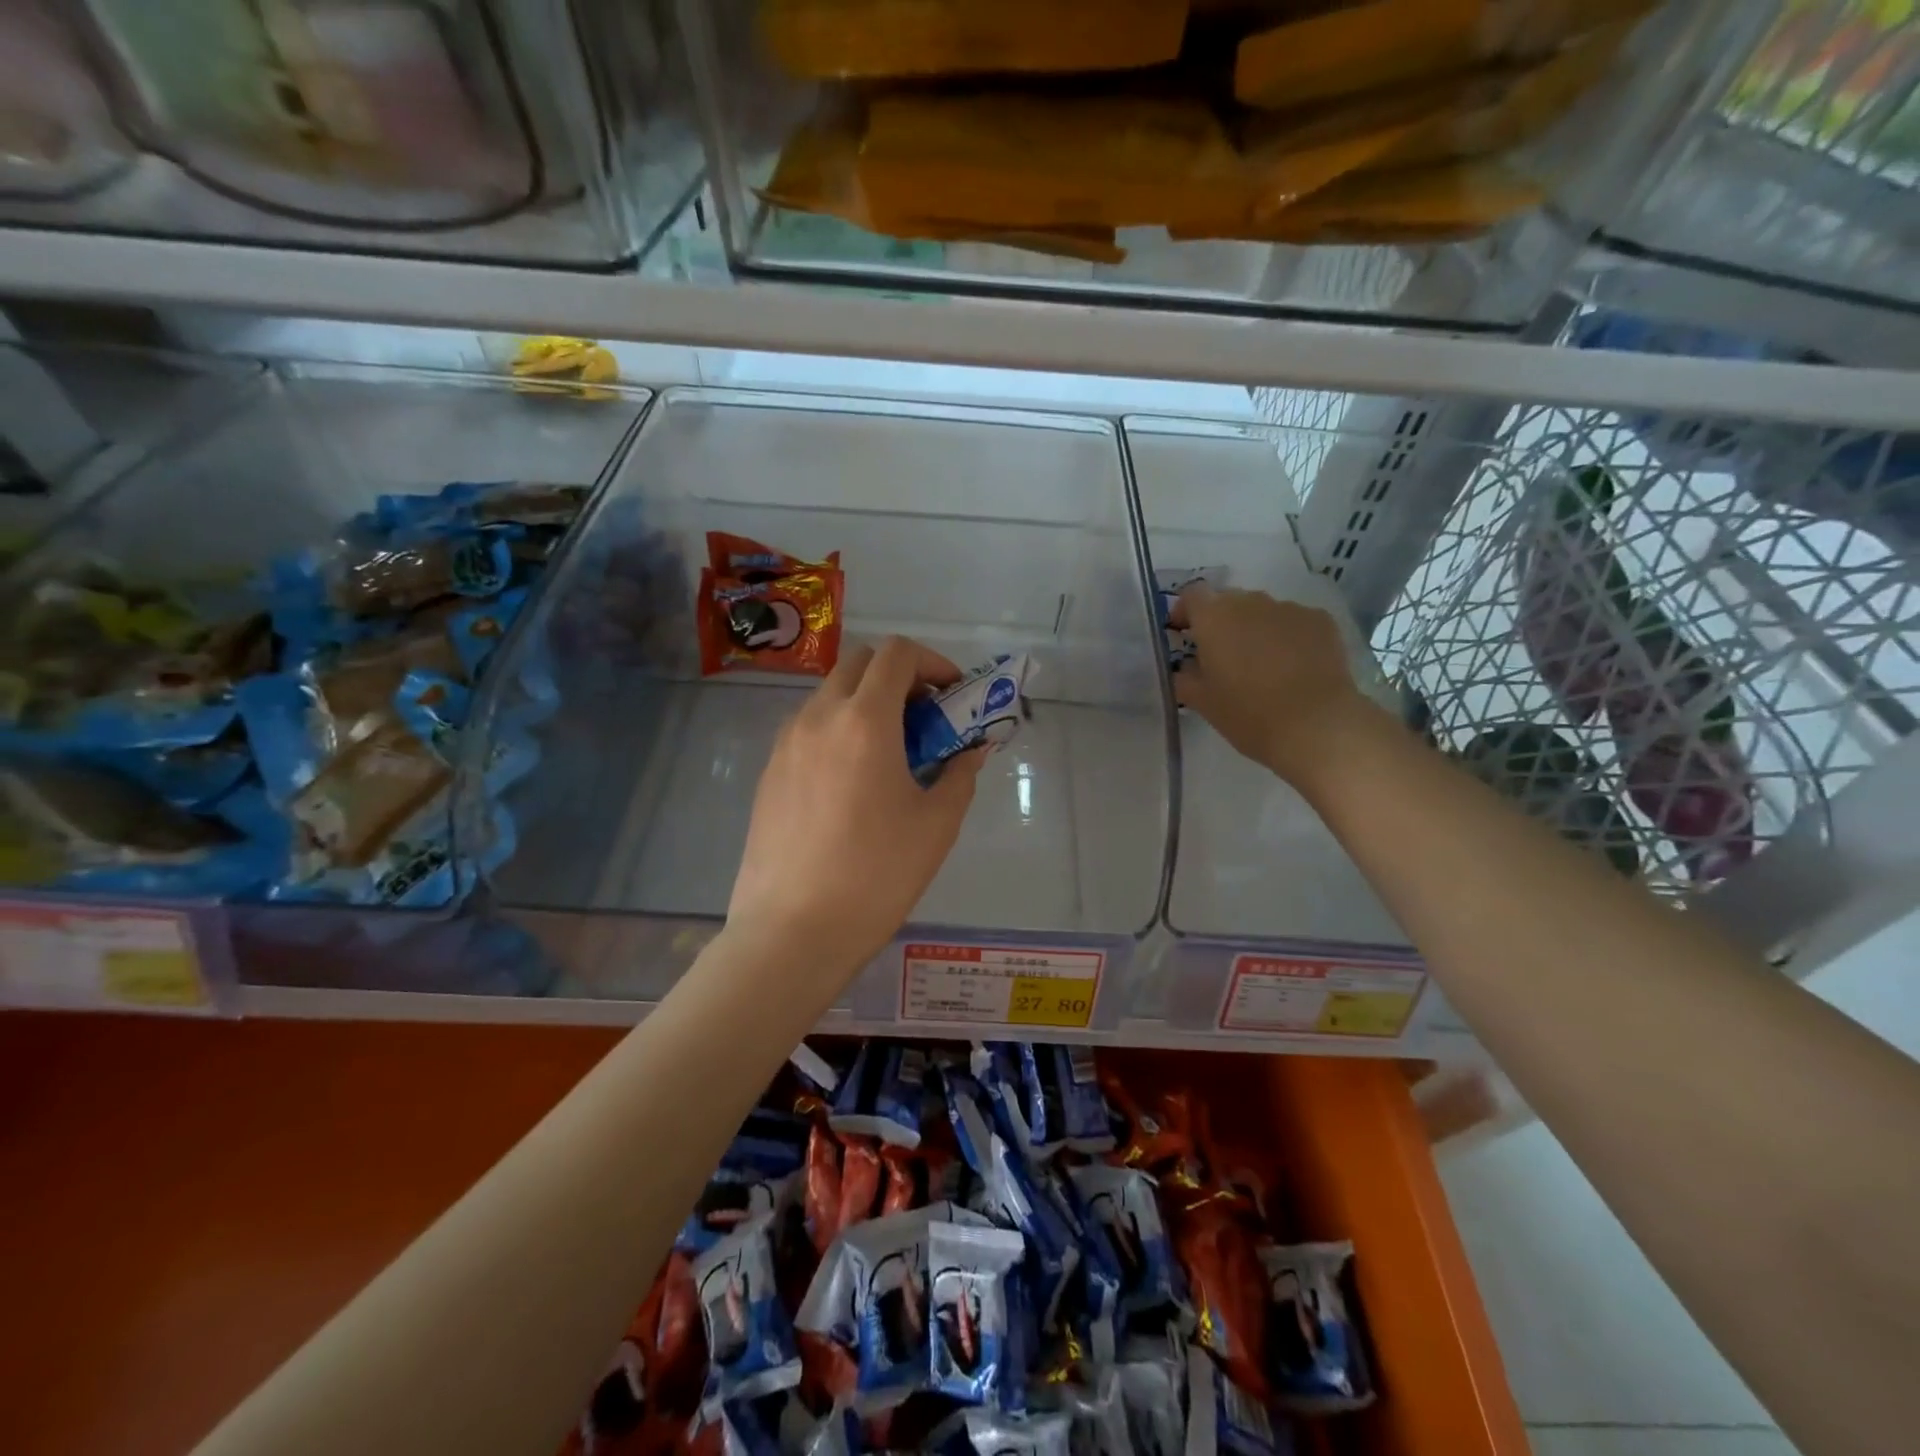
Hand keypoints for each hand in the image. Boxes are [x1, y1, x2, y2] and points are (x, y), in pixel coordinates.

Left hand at [727, 636, 985, 982]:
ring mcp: (786, 743)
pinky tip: (854, 782)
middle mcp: (818, 717)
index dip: (932, 662)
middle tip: (925, 718)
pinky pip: (809, 729)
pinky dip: (839, 730)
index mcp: (864, 720)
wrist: (792, 932)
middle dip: (898, 676)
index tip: (952, 694)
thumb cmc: (876, 875)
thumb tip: (970, 750)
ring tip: (892, 753)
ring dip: (866, 703)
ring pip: (830, 695)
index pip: (896, 653)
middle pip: (859, 663)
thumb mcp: (936, 825)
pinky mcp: (769, 772)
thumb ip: (959, 774)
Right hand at [1169, 584, 1375, 782]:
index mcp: (1214, 618)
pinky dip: (1287, 636)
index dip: (1184, 611)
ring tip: (1262, 664)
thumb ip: (1185, 678)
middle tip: (1221, 656)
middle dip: (1221, 623)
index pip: (1192, 595)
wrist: (1315, 726)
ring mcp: (1289, 609)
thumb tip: (1186, 668)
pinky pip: (1294, 621)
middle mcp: (1250, 603)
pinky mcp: (1321, 621)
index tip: (1183, 634)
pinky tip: (1293, 666)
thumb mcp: (1202, 703)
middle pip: (1228, 601)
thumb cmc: (1247, 714)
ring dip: (1254, 629)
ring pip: (1262, 611)